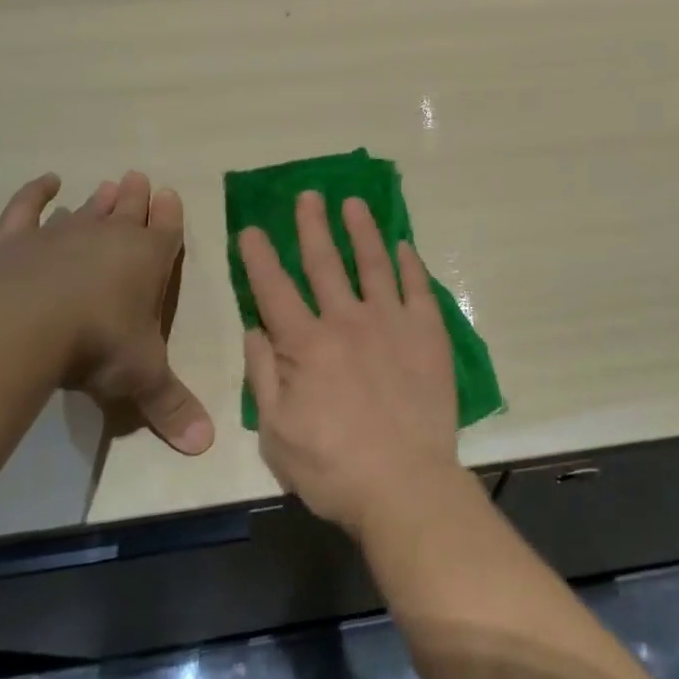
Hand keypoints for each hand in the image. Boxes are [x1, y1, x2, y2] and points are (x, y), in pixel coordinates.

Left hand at [0, 171, 213, 454]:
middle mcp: (111, 238)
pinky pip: (27, 209)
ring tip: (107, 185)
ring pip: (87, 209)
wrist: (24, 329)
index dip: (170, 213)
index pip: (167, 229)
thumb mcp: (143, 379)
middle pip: (128, 210)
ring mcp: (62, 234)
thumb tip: (206, 447)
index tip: (170, 193)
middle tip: (138, 178)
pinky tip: (45, 181)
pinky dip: (35, 193)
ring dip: (99, 199)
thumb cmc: (98, 345)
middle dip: (137, 196)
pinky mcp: (17, 241)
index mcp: (149, 260)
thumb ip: (172, 407)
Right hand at [239, 190, 459, 537]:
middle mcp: (346, 321)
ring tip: (353, 203)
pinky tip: (404, 245)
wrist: (405, 484)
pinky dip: (409, 263)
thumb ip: (264, 376)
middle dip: (312, 226)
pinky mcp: (427, 332)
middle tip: (308, 195)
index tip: (251, 228)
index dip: (260, 257)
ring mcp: (391, 322)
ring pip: (373, 263)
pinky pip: (417, 287)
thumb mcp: (276, 432)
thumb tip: (255, 329)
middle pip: (324, 263)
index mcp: (305, 345)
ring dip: (361, 230)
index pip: (274, 290)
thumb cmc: (332, 468)